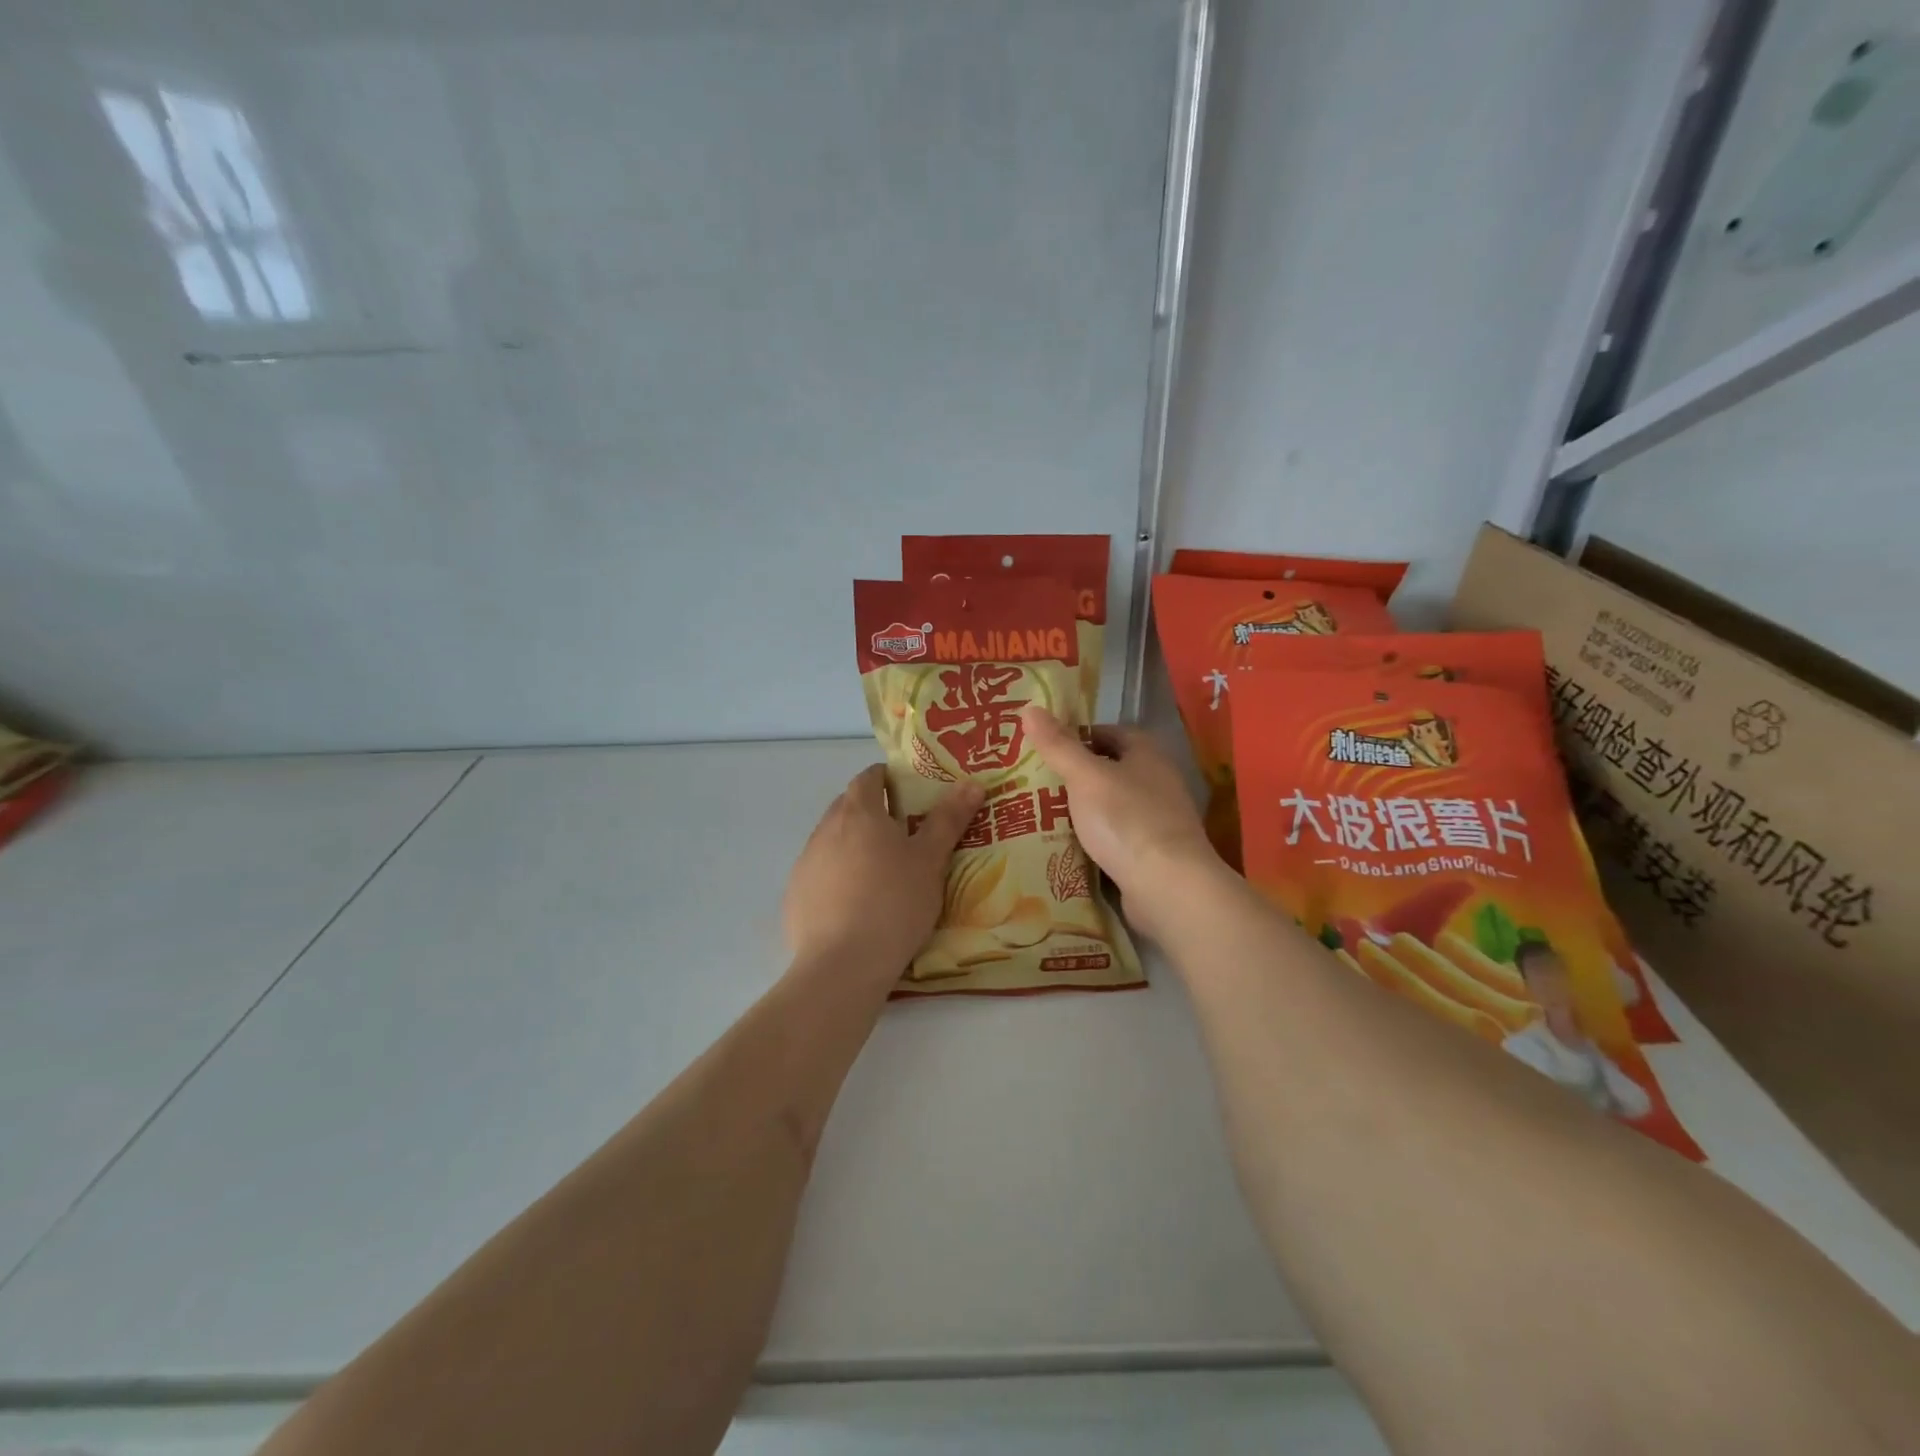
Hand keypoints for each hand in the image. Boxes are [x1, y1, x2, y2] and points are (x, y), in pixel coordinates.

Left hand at [783, 765, 984, 973]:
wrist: (843, 964)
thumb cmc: (894, 902)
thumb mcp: (930, 860)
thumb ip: (948, 819)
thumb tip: (971, 782)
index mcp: (858, 812)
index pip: (868, 777)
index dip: (887, 779)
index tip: (907, 792)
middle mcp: (825, 829)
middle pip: (847, 806)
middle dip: (871, 812)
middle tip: (901, 833)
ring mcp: (805, 863)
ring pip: (831, 841)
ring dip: (852, 845)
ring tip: (880, 872)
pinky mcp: (794, 896)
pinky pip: (819, 874)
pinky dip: (836, 877)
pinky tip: (855, 904)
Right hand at [1020, 706, 1219, 942]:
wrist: (1168, 886)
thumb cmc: (1126, 820)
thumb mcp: (1085, 777)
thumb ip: (1058, 745)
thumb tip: (1029, 708)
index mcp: (1146, 753)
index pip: (1106, 733)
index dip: (1075, 736)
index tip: (1041, 748)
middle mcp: (1157, 780)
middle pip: (1107, 769)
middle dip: (1073, 776)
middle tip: (1031, 782)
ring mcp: (1157, 818)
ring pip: (1109, 805)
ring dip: (1080, 810)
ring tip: (1038, 814)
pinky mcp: (1151, 852)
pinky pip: (1114, 837)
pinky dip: (1092, 839)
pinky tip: (1065, 847)